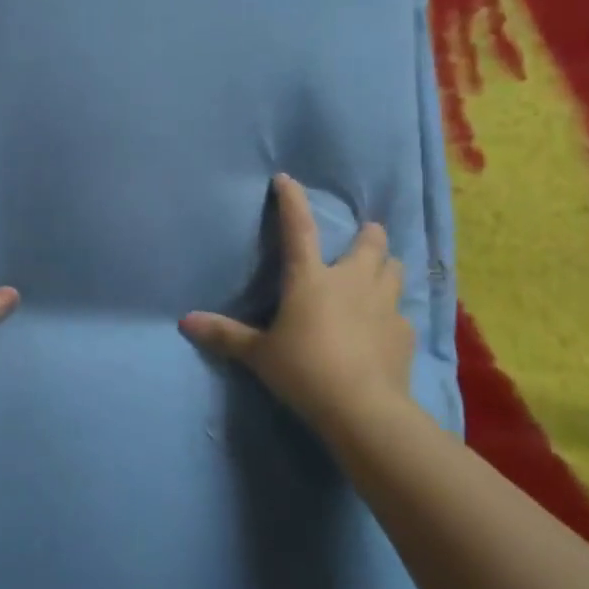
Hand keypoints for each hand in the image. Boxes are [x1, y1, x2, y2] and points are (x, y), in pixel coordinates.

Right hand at [180, 174, 415, 430]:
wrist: (362, 409)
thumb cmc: (304, 371)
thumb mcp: (258, 354)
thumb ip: (225, 335)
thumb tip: (184, 322)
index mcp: (310, 278)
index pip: (298, 228)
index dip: (292, 200)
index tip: (287, 180)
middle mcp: (351, 281)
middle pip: (370, 241)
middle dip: (367, 235)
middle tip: (360, 239)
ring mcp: (384, 305)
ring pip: (394, 269)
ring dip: (385, 267)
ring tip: (376, 276)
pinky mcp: (405, 333)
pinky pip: (402, 312)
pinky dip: (392, 313)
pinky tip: (383, 328)